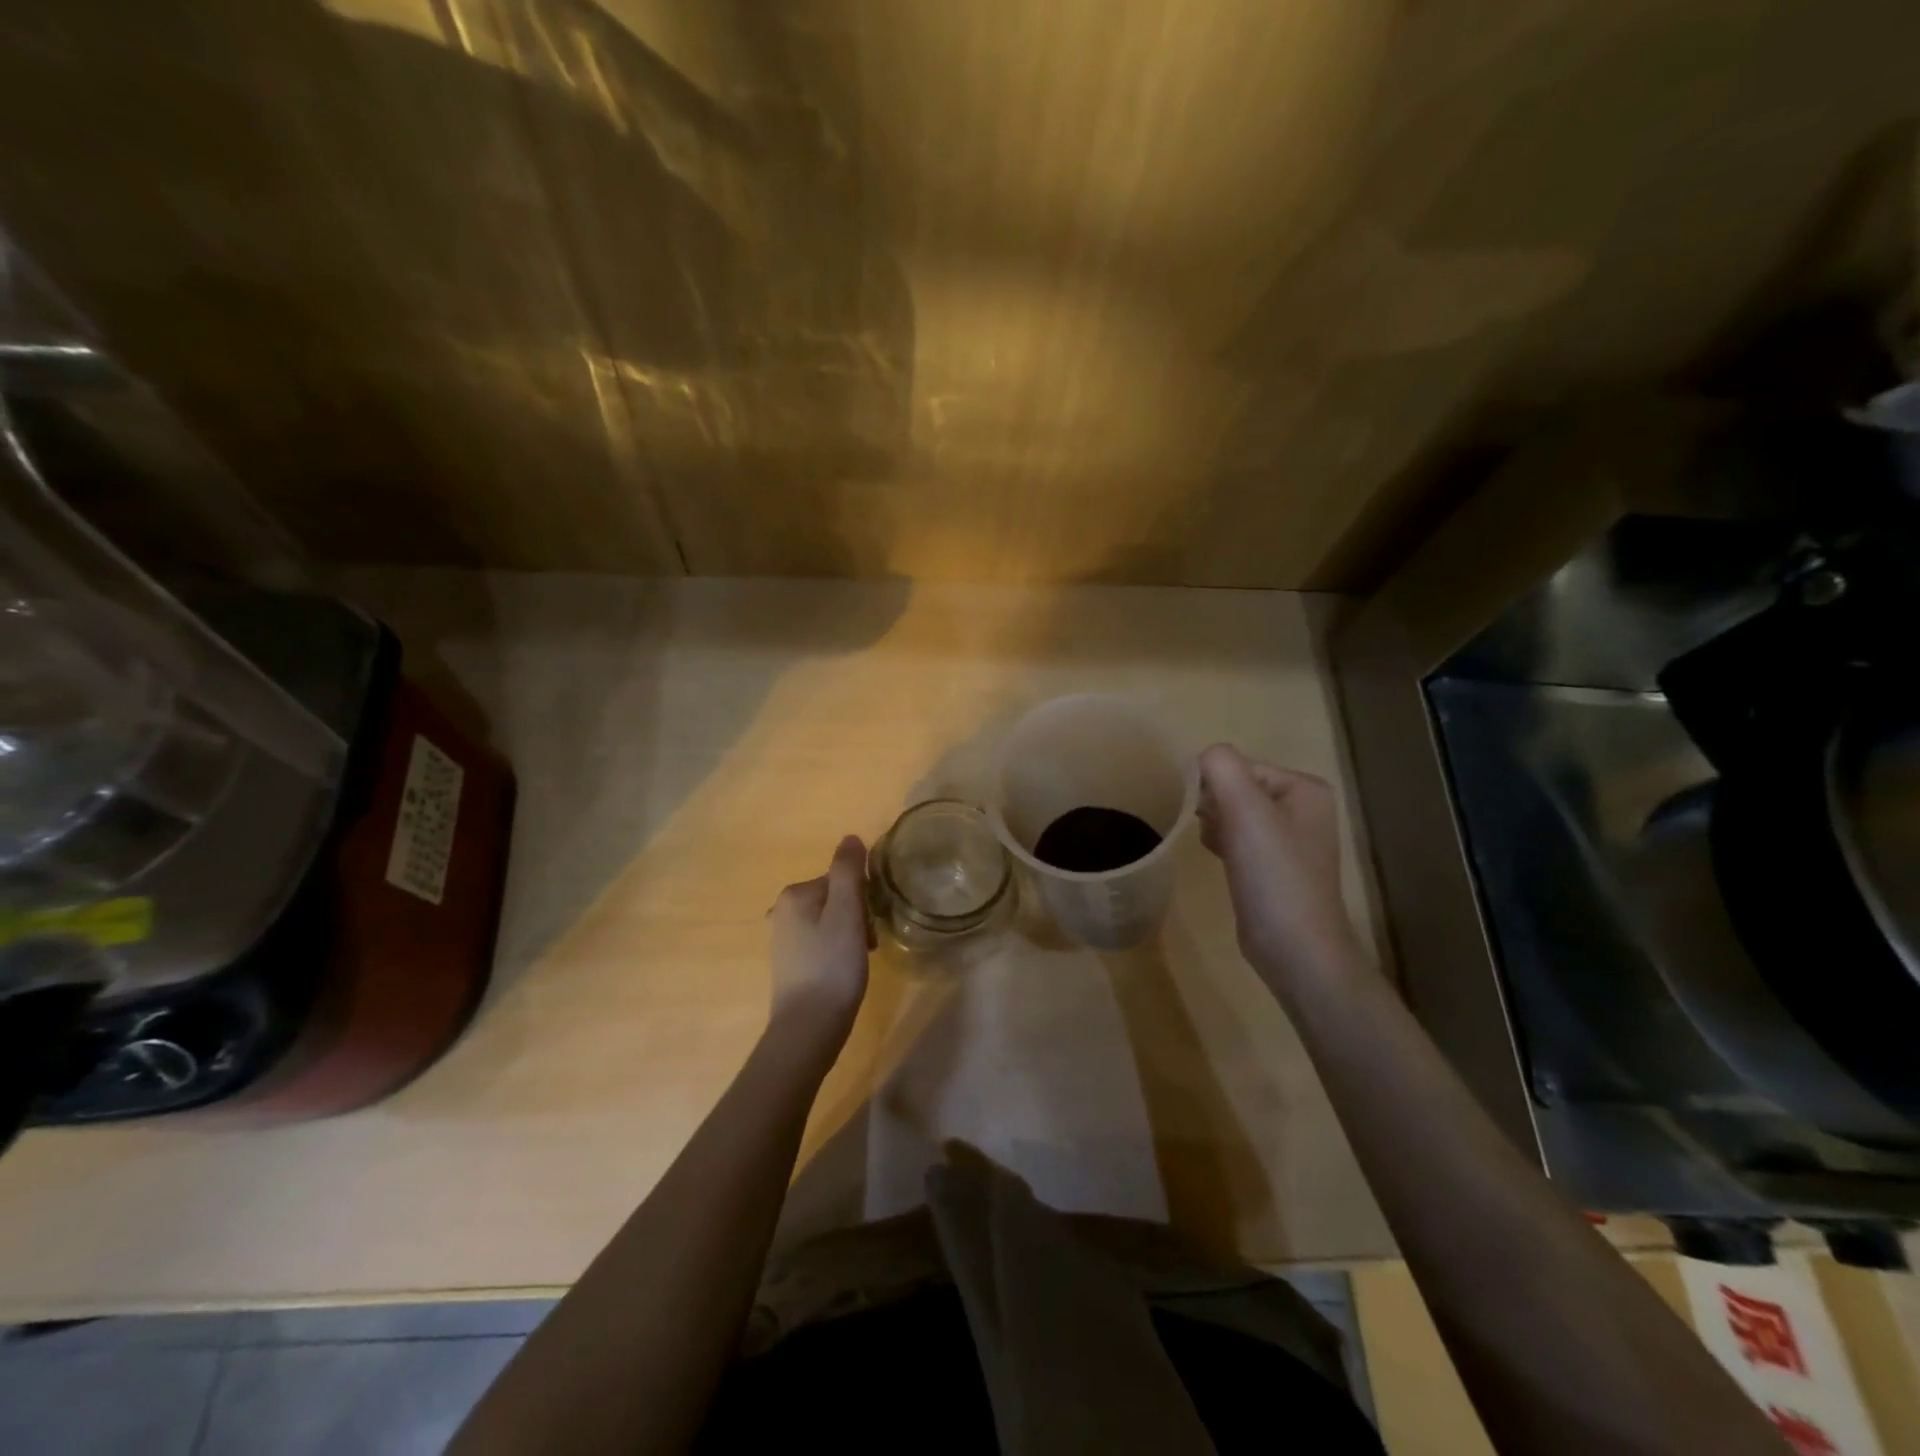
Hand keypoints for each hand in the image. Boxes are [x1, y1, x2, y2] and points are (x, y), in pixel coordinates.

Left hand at [766, 835, 870, 1038]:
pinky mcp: (789, 962)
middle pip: (835, 898)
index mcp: (795, 894)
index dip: (864, 898)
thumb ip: (848, 871)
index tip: (872, 922)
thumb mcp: (846, 912)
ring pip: (830, 921)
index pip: (842, 879)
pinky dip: (837, 951)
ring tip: (859, 960)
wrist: (808, 1027)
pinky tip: (845, 971)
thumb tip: (850, 838)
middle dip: (857, 916)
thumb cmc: (832, 965)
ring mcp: (783, 938)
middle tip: (868, 943)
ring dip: (850, 934)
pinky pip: (821, 942)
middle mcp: (782, 910)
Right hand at [1197, 744, 1363, 982]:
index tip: (1208, 816)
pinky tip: (1221, 862)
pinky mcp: (1272, 867)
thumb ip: (1222, 768)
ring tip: (1220, 851)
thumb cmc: (1275, 876)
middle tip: (1217, 835)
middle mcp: (1302, 808)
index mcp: (1305, 788)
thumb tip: (1203, 756)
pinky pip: (1236, 838)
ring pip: (1231, 813)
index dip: (1216, 788)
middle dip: (1215, 808)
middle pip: (1235, 789)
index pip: (1239, 767)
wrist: (1294, 949)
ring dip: (1215, 826)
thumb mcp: (1247, 811)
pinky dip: (1222, 844)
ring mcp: (1288, 840)